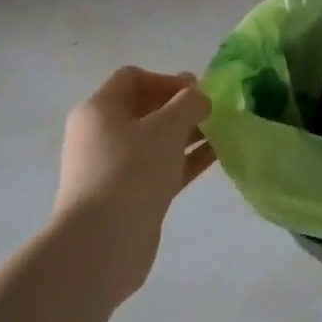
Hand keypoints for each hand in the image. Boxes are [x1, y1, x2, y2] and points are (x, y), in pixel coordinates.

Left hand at [57, 67, 214, 295]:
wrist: (102, 244)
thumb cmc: (130, 171)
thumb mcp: (166, 127)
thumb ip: (189, 103)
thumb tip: (200, 97)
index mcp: (99, 110)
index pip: (132, 78)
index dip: (166, 79)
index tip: (196, 92)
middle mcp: (102, 135)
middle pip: (145, 108)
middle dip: (180, 106)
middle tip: (213, 111)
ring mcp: (114, 167)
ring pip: (156, 140)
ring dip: (187, 133)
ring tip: (222, 131)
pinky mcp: (129, 195)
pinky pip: (161, 166)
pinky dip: (186, 158)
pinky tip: (216, 155)